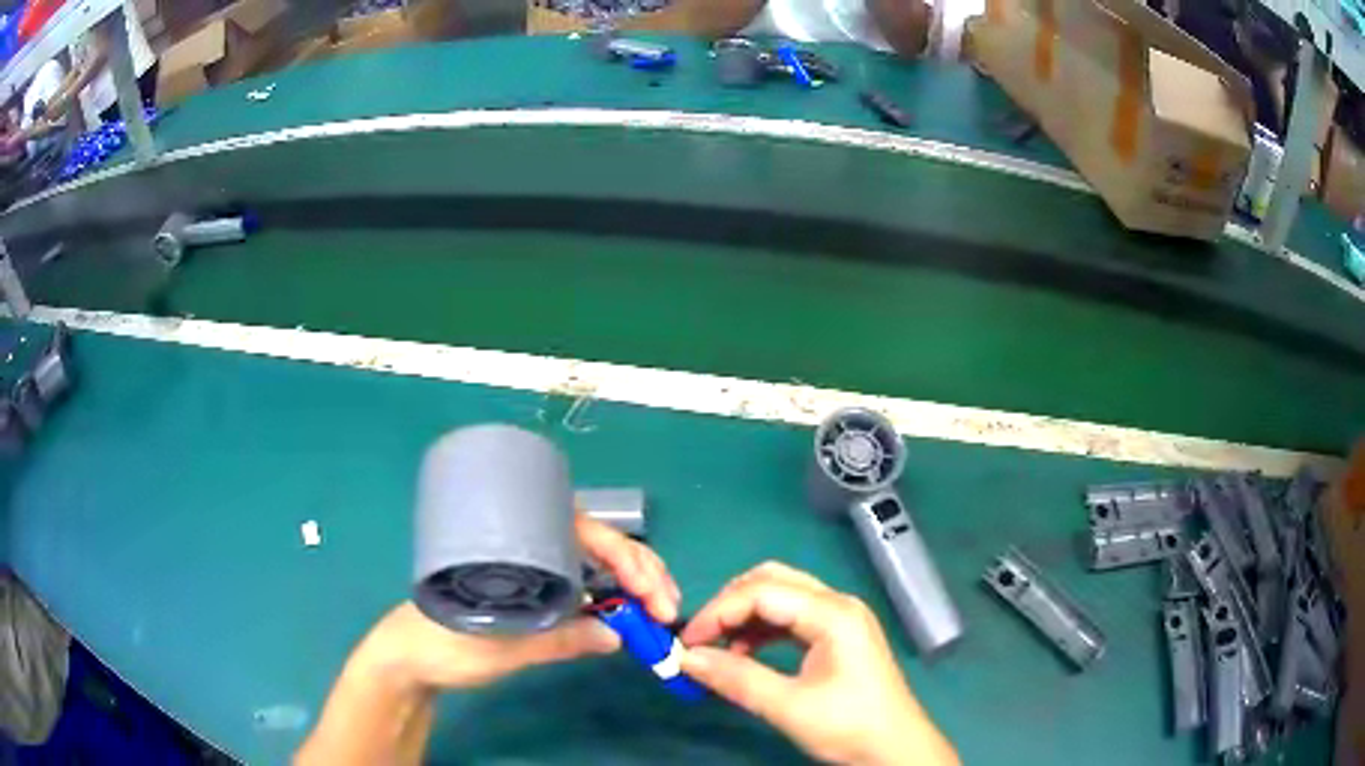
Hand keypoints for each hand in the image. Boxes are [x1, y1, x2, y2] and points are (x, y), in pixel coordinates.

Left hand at [354, 514, 680, 692]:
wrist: (409, 658)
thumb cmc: (443, 643)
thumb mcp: (501, 645)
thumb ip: (556, 641)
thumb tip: (618, 636)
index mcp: (516, 542)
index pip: (587, 534)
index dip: (630, 561)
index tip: (656, 597)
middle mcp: (528, 546)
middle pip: (599, 544)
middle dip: (642, 569)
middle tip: (668, 606)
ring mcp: (532, 569)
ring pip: (595, 563)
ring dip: (633, 582)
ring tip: (658, 609)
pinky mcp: (533, 592)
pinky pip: (582, 586)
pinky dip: (612, 597)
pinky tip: (627, 612)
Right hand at [679, 562, 958, 765]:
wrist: (895, 750)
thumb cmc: (848, 726)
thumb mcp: (787, 706)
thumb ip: (735, 678)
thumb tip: (685, 659)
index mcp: (832, 613)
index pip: (761, 592)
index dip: (717, 612)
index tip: (686, 643)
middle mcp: (837, 604)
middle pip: (772, 581)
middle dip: (729, 605)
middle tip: (700, 638)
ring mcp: (840, 618)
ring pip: (781, 596)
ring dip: (744, 616)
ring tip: (718, 649)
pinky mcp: (838, 636)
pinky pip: (791, 617)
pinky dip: (762, 629)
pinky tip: (745, 654)